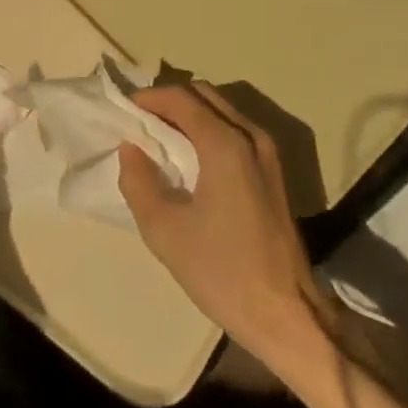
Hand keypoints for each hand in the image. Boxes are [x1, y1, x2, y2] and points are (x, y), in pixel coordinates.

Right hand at [118, 83, 332, 363]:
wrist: (284, 313)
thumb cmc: (221, 271)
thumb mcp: (164, 230)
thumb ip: (139, 181)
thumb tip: (130, 149)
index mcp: (225, 144)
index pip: (181, 98)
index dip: (148, 98)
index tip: (123, 113)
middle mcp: (251, 135)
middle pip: (204, 95)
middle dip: (169, 102)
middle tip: (139, 124)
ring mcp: (267, 151)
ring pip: (221, 110)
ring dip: (189, 114)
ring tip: (159, 139)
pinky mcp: (273, 170)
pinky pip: (234, 130)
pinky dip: (207, 129)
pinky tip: (188, 158)